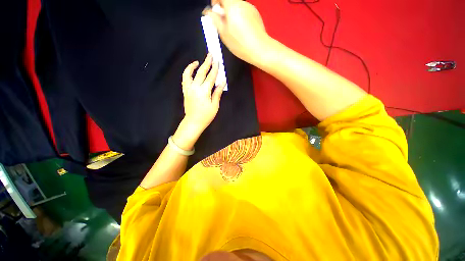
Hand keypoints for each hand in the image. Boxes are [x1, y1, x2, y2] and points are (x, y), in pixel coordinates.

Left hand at [181, 53, 224, 134]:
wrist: (193, 122)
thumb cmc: (206, 116)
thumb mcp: (215, 106)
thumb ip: (217, 93)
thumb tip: (222, 82)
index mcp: (204, 91)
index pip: (211, 77)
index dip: (215, 69)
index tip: (218, 61)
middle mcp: (195, 87)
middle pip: (201, 72)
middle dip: (207, 63)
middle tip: (210, 55)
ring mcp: (188, 88)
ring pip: (190, 73)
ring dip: (194, 66)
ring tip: (198, 61)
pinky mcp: (185, 91)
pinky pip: (185, 79)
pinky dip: (187, 72)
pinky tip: (191, 70)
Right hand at [207, 0, 270, 64]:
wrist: (259, 49)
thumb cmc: (240, 43)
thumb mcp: (224, 33)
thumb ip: (215, 19)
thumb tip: (209, 12)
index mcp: (232, 5)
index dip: (215, 1)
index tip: (214, 11)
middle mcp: (242, 3)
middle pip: (230, 1)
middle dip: (224, 10)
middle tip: (223, 24)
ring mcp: (251, 8)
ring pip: (237, 7)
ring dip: (232, 14)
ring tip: (233, 30)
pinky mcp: (256, 14)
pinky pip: (244, 12)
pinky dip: (240, 18)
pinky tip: (242, 31)